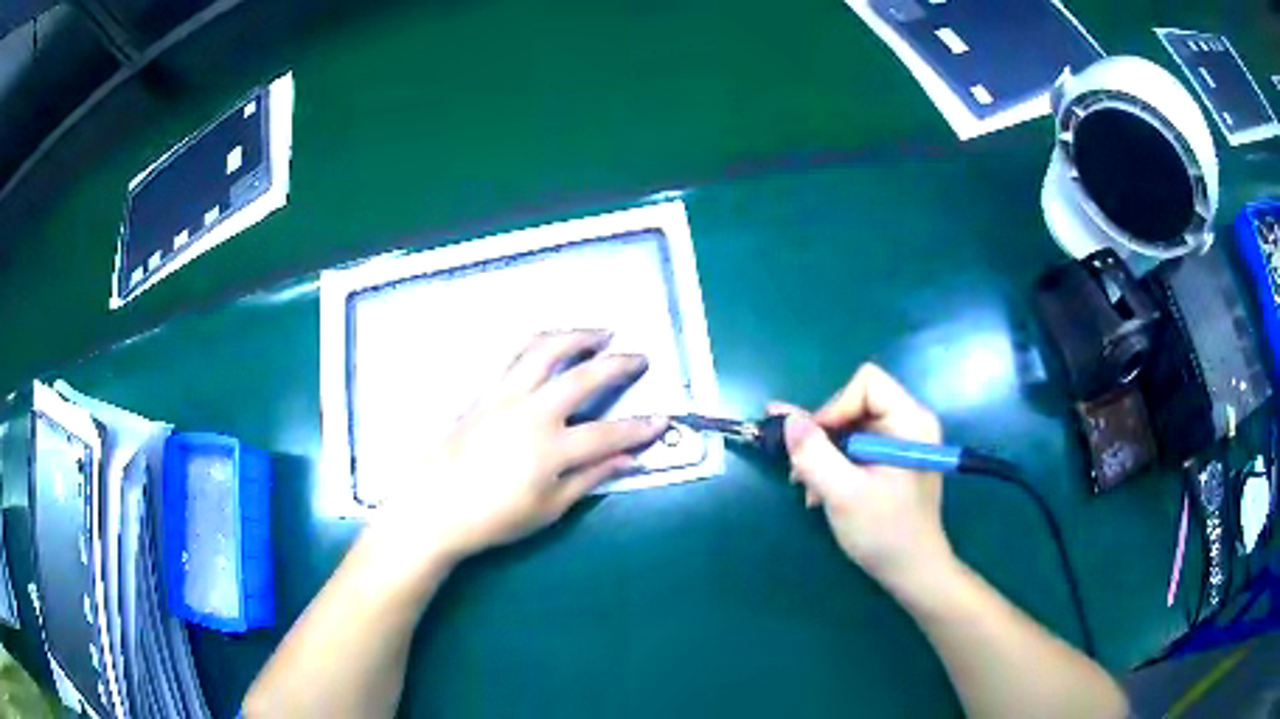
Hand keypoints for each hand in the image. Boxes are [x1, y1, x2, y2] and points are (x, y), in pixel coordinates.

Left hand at [372, 330, 668, 567]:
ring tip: (600, 332)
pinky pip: (513, 354)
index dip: (639, 429)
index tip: (663, 420)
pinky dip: (538, 341)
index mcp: (550, 449)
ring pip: (545, 350)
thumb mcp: (548, 508)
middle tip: (639, 356)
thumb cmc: (492, 517)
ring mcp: (503, 396)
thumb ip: (590, 479)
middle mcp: (530, 412)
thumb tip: (628, 460)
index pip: (608, 434)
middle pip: (583, 377)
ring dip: (577, 336)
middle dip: (618, 363)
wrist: (433, 507)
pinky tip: (550, 342)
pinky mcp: (483, 391)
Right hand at [771, 364, 952, 590]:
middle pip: (855, 403)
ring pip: (852, 426)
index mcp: (910, 422)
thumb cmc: (884, 532)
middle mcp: (910, 423)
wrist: (912, 572)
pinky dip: (836, 465)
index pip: (866, 383)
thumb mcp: (843, 494)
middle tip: (802, 472)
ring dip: (825, 454)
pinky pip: (857, 445)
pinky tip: (824, 493)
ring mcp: (903, 442)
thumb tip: (787, 418)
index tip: (816, 444)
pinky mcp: (894, 460)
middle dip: (825, 435)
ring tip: (810, 489)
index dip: (835, 407)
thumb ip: (814, 454)